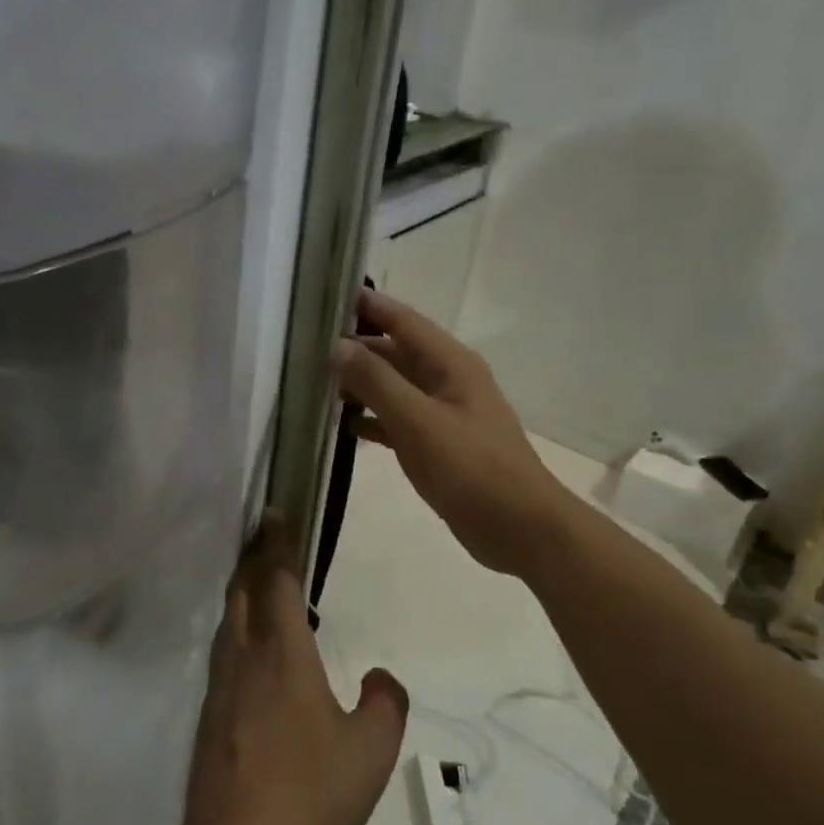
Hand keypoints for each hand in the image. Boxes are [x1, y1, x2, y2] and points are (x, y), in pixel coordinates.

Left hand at [182, 517, 407, 824]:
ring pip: (228, 619)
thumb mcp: (370, 752)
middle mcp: (245, 655)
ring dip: (241, 590)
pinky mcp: (208, 712)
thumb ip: (384, 705)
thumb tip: (381, 677)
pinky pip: (223, 651)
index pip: (279, 581)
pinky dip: (235, 628)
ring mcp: (220, 684)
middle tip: (264, 535)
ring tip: (255, 581)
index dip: (279, 545)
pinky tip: (248, 649)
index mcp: (283, 652)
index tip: (277, 514)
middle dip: (253, 557)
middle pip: (243, 590)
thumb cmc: (310, 792)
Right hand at [332, 288, 575, 578]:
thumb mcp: (418, 421)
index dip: (365, 304)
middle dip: (354, 347)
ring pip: (392, 386)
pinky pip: (395, 418)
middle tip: (304, 347)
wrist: (519, 528)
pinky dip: (370, 418)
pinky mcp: (436, 443)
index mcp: (449, 363)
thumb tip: (337, 346)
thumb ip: (376, 382)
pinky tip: (340, 425)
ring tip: (312, 384)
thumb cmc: (471, 467)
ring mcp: (441, 412)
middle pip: (393, 352)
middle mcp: (445, 379)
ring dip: (358, 384)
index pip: (401, 319)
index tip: (323, 296)